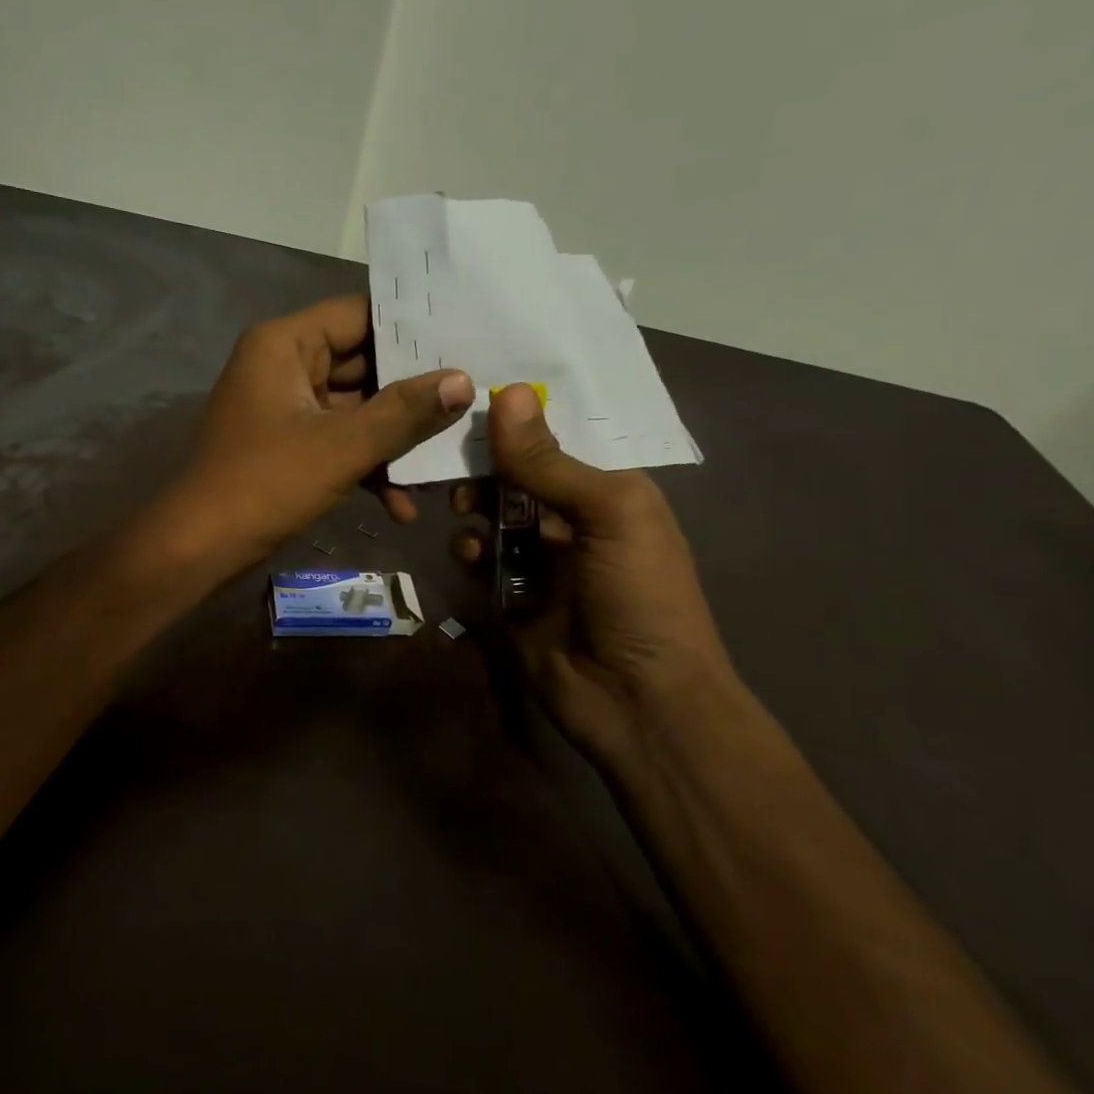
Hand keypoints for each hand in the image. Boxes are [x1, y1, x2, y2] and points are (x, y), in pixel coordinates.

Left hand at [159, 295, 473, 574]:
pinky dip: (366, 466)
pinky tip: (401, 506)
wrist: (200, 547)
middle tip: (471, 402)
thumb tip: (463, 380)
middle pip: (362, 364)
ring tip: (443, 464)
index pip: (359, 314)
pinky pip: (337, 441)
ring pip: (355, 409)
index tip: (464, 342)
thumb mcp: (343, 446)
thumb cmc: (266, 483)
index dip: (411, 329)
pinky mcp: (288, 445)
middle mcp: (283, 365)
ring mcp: (285, 408)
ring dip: (393, 441)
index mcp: (285, 344)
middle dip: (412, 395)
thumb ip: (404, 412)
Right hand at [454, 384, 735, 769]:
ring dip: (475, 505)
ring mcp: (541, 561)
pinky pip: (480, 559)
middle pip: (520, 476)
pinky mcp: (509, 596)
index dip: (522, 418)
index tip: (472, 391)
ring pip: (495, 515)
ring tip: (461, 507)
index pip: (561, 440)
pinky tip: (468, 551)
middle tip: (453, 456)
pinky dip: (469, 549)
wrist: (637, 702)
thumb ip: (551, 462)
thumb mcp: (609, 515)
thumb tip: (509, 394)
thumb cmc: (640, 595)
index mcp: (611, 493)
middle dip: (488, 464)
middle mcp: (574, 520)